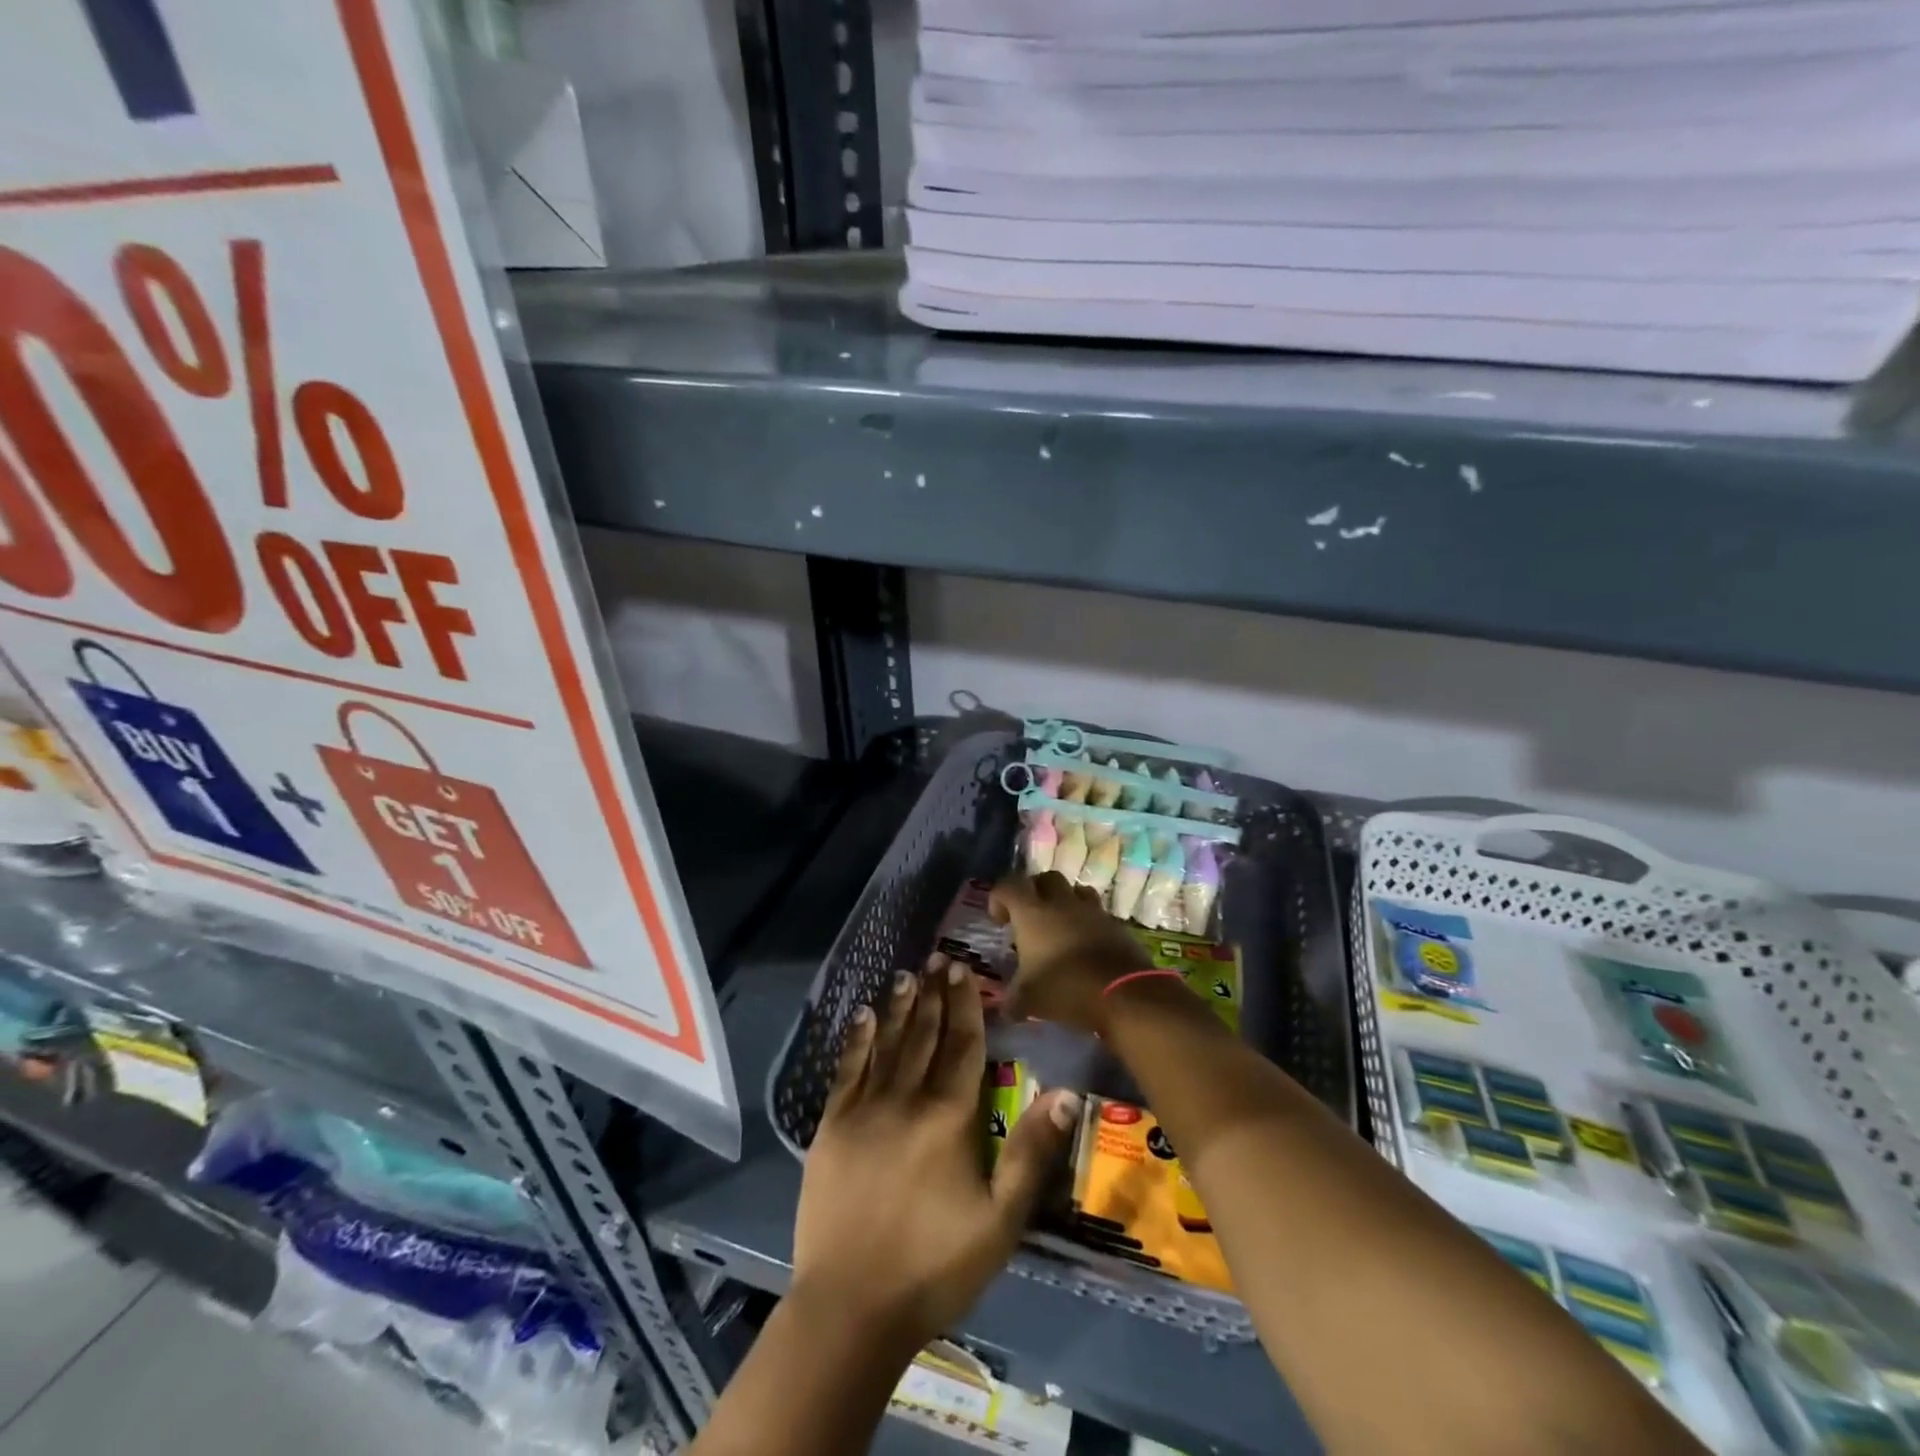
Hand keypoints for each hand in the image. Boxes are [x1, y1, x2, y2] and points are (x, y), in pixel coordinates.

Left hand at [793, 952, 1080, 1348]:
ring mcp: (864, 1110)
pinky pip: (847, 1070)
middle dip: (934, 995)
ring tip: (907, 975)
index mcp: (949, 1117)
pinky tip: (863, 1017)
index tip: (962, 971)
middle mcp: (906, 1099)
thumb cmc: (935, 1266)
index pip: (962, 1045)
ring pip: (887, 1044)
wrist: (851, 1308)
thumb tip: (1064, 1091)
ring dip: (899, 1007)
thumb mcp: (1000, 1220)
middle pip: (925, 1035)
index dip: (964, 1004)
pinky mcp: (831, 1127)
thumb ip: (1031, 1152)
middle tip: (937, 958)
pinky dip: (857, 1040)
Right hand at [989, 872, 1150, 1033]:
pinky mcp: (1116, 925)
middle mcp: (1062, 903)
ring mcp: (1093, 911)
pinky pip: (1098, 914)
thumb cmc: (1065, 988)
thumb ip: (1014, 1000)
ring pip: (1076, 890)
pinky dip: (1089, 923)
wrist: (1123, 994)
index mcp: (1033, 912)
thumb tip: (1008, 1010)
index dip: (998, 898)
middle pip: (1045, 878)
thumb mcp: (1028, 1000)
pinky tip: (1086, 945)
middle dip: (1034, 891)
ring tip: (1060, 925)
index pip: (1009, 886)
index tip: (999, 921)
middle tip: (1029, 916)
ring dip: (1065, 902)